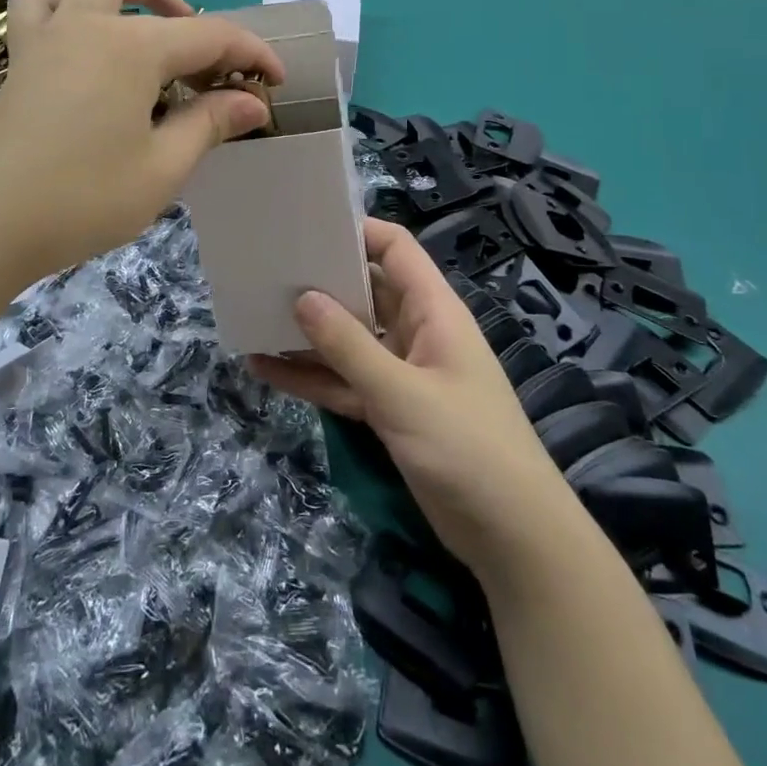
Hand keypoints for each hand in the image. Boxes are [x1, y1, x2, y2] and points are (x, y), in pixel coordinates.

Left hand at [0, 0, 283, 281]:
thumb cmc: (82, 198)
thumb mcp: (162, 168)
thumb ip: (209, 124)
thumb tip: (252, 102)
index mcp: (131, 47)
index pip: (209, 35)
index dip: (251, 54)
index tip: (277, 81)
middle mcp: (87, 25)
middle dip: (178, 5)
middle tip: (200, 53)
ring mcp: (45, 39)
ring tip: (138, 31)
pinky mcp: (18, 64)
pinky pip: (36, 11)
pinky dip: (63, 12)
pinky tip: (79, 48)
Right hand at [250, 218, 576, 577]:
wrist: (512, 539)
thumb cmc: (467, 447)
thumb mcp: (401, 394)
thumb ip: (349, 346)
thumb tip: (302, 297)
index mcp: (433, 310)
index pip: (396, 250)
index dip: (357, 232)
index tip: (307, 227)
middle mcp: (415, 332)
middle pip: (365, 291)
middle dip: (321, 281)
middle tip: (266, 269)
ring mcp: (401, 373)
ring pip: (347, 340)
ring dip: (307, 333)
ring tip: (254, 315)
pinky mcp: (389, 411)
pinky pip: (343, 382)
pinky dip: (310, 376)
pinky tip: (265, 369)